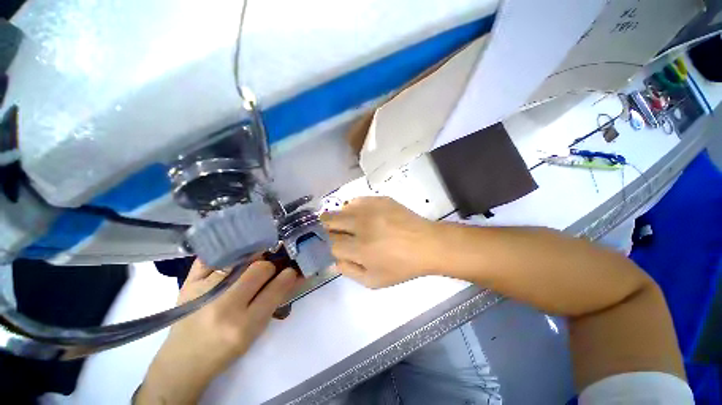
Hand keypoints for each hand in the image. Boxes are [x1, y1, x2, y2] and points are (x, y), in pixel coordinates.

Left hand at [136, 260, 299, 404]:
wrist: (183, 360)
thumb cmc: (226, 349)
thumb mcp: (256, 331)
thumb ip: (276, 300)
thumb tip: (294, 274)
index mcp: (243, 325)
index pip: (276, 288)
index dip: (288, 275)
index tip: (291, 271)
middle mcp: (223, 306)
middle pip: (260, 268)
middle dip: (270, 267)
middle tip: (269, 271)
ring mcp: (202, 291)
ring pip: (241, 259)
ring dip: (253, 259)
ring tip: (252, 264)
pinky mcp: (188, 283)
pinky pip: (213, 256)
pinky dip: (227, 253)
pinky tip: (234, 257)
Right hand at [321, 197, 439, 287]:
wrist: (427, 244)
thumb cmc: (402, 266)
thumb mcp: (374, 281)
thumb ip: (349, 271)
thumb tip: (334, 261)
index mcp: (360, 249)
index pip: (332, 244)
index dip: (332, 247)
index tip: (337, 248)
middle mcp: (361, 225)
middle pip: (329, 220)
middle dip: (327, 228)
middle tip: (333, 232)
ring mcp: (371, 209)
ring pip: (341, 209)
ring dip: (339, 218)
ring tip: (347, 224)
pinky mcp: (379, 200)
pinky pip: (356, 200)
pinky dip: (353, 208)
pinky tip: (361, 215)